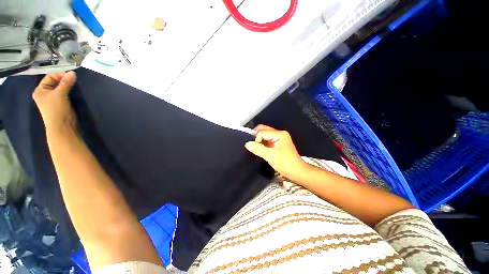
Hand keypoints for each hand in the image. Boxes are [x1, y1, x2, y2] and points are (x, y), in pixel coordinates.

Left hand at [33, 71, 76, 133]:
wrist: (62, 127)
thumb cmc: (56, 110)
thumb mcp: (60, 94)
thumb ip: (66, 83)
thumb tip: (73, 73)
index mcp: (40, 90)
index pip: (49, 77)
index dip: (59, 75)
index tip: (70, 75)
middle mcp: (45, 93)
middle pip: (55, 82)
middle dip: (64, 80)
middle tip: (74, 79)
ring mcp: (53, 99)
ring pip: (61, 88)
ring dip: (68, 85)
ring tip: (76, 84)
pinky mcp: (61, 103)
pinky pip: (65, 93)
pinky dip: (70, 91)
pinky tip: (75, 91)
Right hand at [245, 125, 307, 180]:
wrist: (297, 172)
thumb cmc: (286, 164)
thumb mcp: (270, 156)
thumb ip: (258, 149)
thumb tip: (247, 144)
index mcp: (280, 134)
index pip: (262, 132)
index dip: (257, 139)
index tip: (255, 148)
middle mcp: (280, 134)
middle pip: (264, 130)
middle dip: (256, 136)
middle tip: (252, 145)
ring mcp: (279, 139)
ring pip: (265, 135)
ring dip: (259, 140)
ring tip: (255, 148)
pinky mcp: (278, 144)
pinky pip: (267, 140)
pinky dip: (262, 143)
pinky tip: (260, 149)